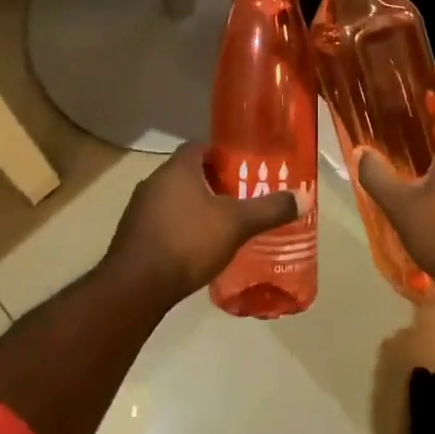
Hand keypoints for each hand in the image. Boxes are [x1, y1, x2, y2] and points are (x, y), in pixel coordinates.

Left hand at [104, 143, 299, 308]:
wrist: (136, 287)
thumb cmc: (188, 242)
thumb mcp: (237, 224)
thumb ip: (269, 209)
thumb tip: (303, 197)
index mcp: (178, 168)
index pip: (199, 146)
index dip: (220, 155)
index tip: (239, 170)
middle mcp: (154, 181)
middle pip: (186, 172)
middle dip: (209, 183)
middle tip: (235, 198)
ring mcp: (138, 209)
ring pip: (171, 198)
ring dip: (191, 207)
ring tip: (217, 225)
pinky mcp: (131, 235)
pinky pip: (159, 222)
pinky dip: (177, 228)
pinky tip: (193, 249)